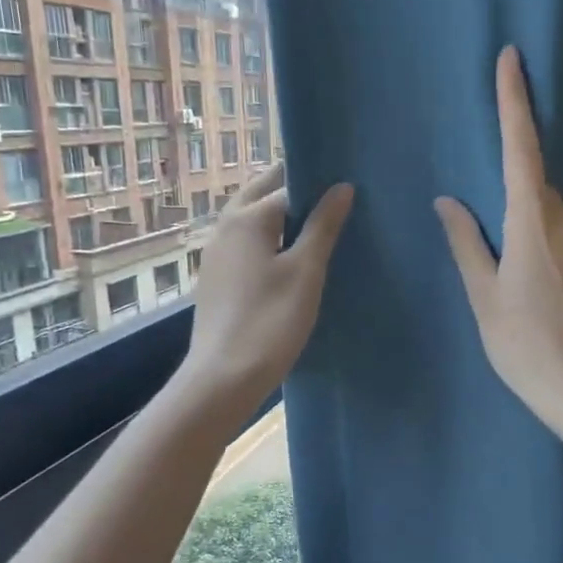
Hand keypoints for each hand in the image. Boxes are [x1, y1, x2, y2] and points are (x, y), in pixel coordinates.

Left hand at [178, 164, 353, 424]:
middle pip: (262, 194)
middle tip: (332, 199)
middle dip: (293, 190)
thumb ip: (323, 226)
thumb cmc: (271, 320)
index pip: (288, 185)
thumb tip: (341, 187)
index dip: (318, 185)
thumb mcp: (306, 271)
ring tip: (317, 228)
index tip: (346, 188)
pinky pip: (245, 244)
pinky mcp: (216, 279)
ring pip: (251, 219)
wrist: (224, 377)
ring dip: (280, 216)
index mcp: (247, 217)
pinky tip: (289, 259)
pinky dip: (268, 239)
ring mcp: (216, 254)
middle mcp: (225, 226)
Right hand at [436, 46, 562, 426]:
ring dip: (527, 231)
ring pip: (550, 220)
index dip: (515, 102)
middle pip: (535, 188)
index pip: (521, 149)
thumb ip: (467, 243)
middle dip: (512, 192)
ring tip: (512, 283)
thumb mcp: (484, 296)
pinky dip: (546, 254)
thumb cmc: (524, 345)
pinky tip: (537, 296)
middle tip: (490, 232)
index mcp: (533, 223)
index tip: (512, 58)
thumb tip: (449, 202)